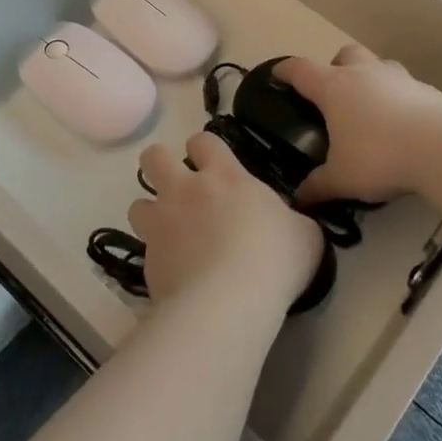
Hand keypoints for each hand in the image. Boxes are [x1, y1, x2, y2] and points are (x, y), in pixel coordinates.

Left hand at [130, 132, 322, 308]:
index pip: (203, 141)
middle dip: (160, 164)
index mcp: (226, 176)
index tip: (211, 165)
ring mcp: (162, 222)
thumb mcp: (304, 234)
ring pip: (138, 203)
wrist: (229, 300)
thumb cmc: (274, 258)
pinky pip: (142, 248)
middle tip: (177, 186)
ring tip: (169, 233)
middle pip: (154, 156)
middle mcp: (186, 190)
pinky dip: (154, 256)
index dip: (203, 149)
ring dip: (151, 213)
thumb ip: (292, 221)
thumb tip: (287, 223)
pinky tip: (173, 271)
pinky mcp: (147, 258)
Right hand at [276, 45, 441, 206]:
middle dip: (336, 67)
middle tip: (334, 93)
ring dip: (371, 78)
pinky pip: (406, 86)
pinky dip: (399, 98)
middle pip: (344, 55)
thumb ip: (318, 186)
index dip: (286, 70)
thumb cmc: (379, 156)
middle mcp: (364, 74)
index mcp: (334, 88)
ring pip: (378, 64)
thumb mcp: (342, 178)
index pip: (301, 70)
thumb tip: (298, 198)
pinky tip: (403, 124)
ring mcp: (398, 78)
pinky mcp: (427, 90)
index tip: (278, 73)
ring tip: (370, 107)